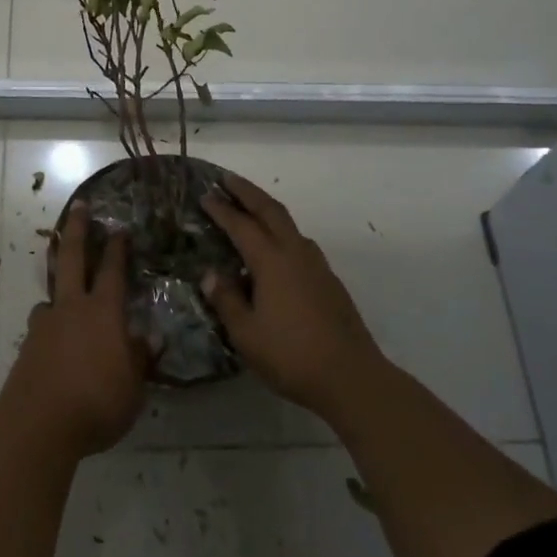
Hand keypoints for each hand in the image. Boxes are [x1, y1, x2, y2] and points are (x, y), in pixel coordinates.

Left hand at [0, 201, 149, 456]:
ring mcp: (45, 325)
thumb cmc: (96, 404)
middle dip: (78, 230)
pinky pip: (42, 324)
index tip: (120, 228)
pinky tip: (53, 337)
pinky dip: (50, 323)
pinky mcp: (28, 346)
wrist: (36, 424)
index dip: (118, 249)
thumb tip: (149, 338)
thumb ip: (139, 360)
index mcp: (104, 313)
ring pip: (52, 292)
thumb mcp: (132, 388)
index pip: (113, 272)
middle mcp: (72, 309)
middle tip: (80, 207)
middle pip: (74, 259)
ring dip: (58, 282)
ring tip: (64, 290)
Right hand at [200, 173, 382, 417]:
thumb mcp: (246, 333)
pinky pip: (300, 244)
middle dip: (247, 192)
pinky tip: (276, 252)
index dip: (221, 209)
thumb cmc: (291, 355)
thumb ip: (226, 300)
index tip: (205, 195)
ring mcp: (317, 266)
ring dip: (267, 210)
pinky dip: (282, 234)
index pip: (241, 225)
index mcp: (272, 262)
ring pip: (289, 225)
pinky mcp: (329, 281)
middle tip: (227, 179)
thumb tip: (211, 274)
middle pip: (271, 210)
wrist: (351, 377)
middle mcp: (295, 254)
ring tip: (250, 210)